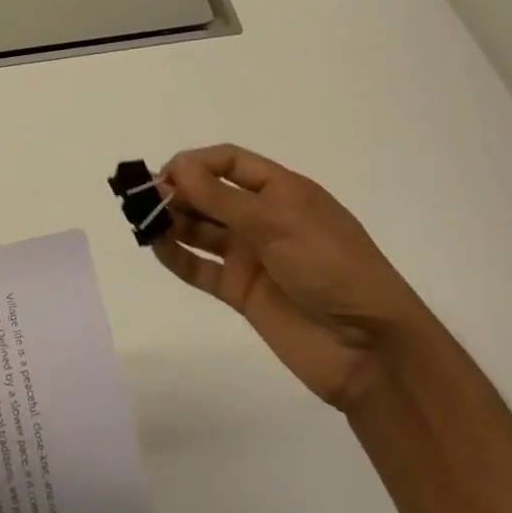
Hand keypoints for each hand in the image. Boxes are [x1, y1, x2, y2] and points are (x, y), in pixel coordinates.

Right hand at [152, 145, 428, 409]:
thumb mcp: (279, 222)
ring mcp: (251, 256)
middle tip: (144, 198)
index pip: (229, 163)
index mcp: (281, 191)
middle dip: (178, 191)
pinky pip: (200, 267)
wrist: (370, 349)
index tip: (166, 173)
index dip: (196, 163)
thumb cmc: (331, 267)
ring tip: (142, 220)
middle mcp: (263, 219)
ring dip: (172, 221)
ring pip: (201, 229)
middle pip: (210, 194)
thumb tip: (177, 168)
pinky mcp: (241, 292)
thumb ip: (222, 198)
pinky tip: (155, 246)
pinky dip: (177, 256)